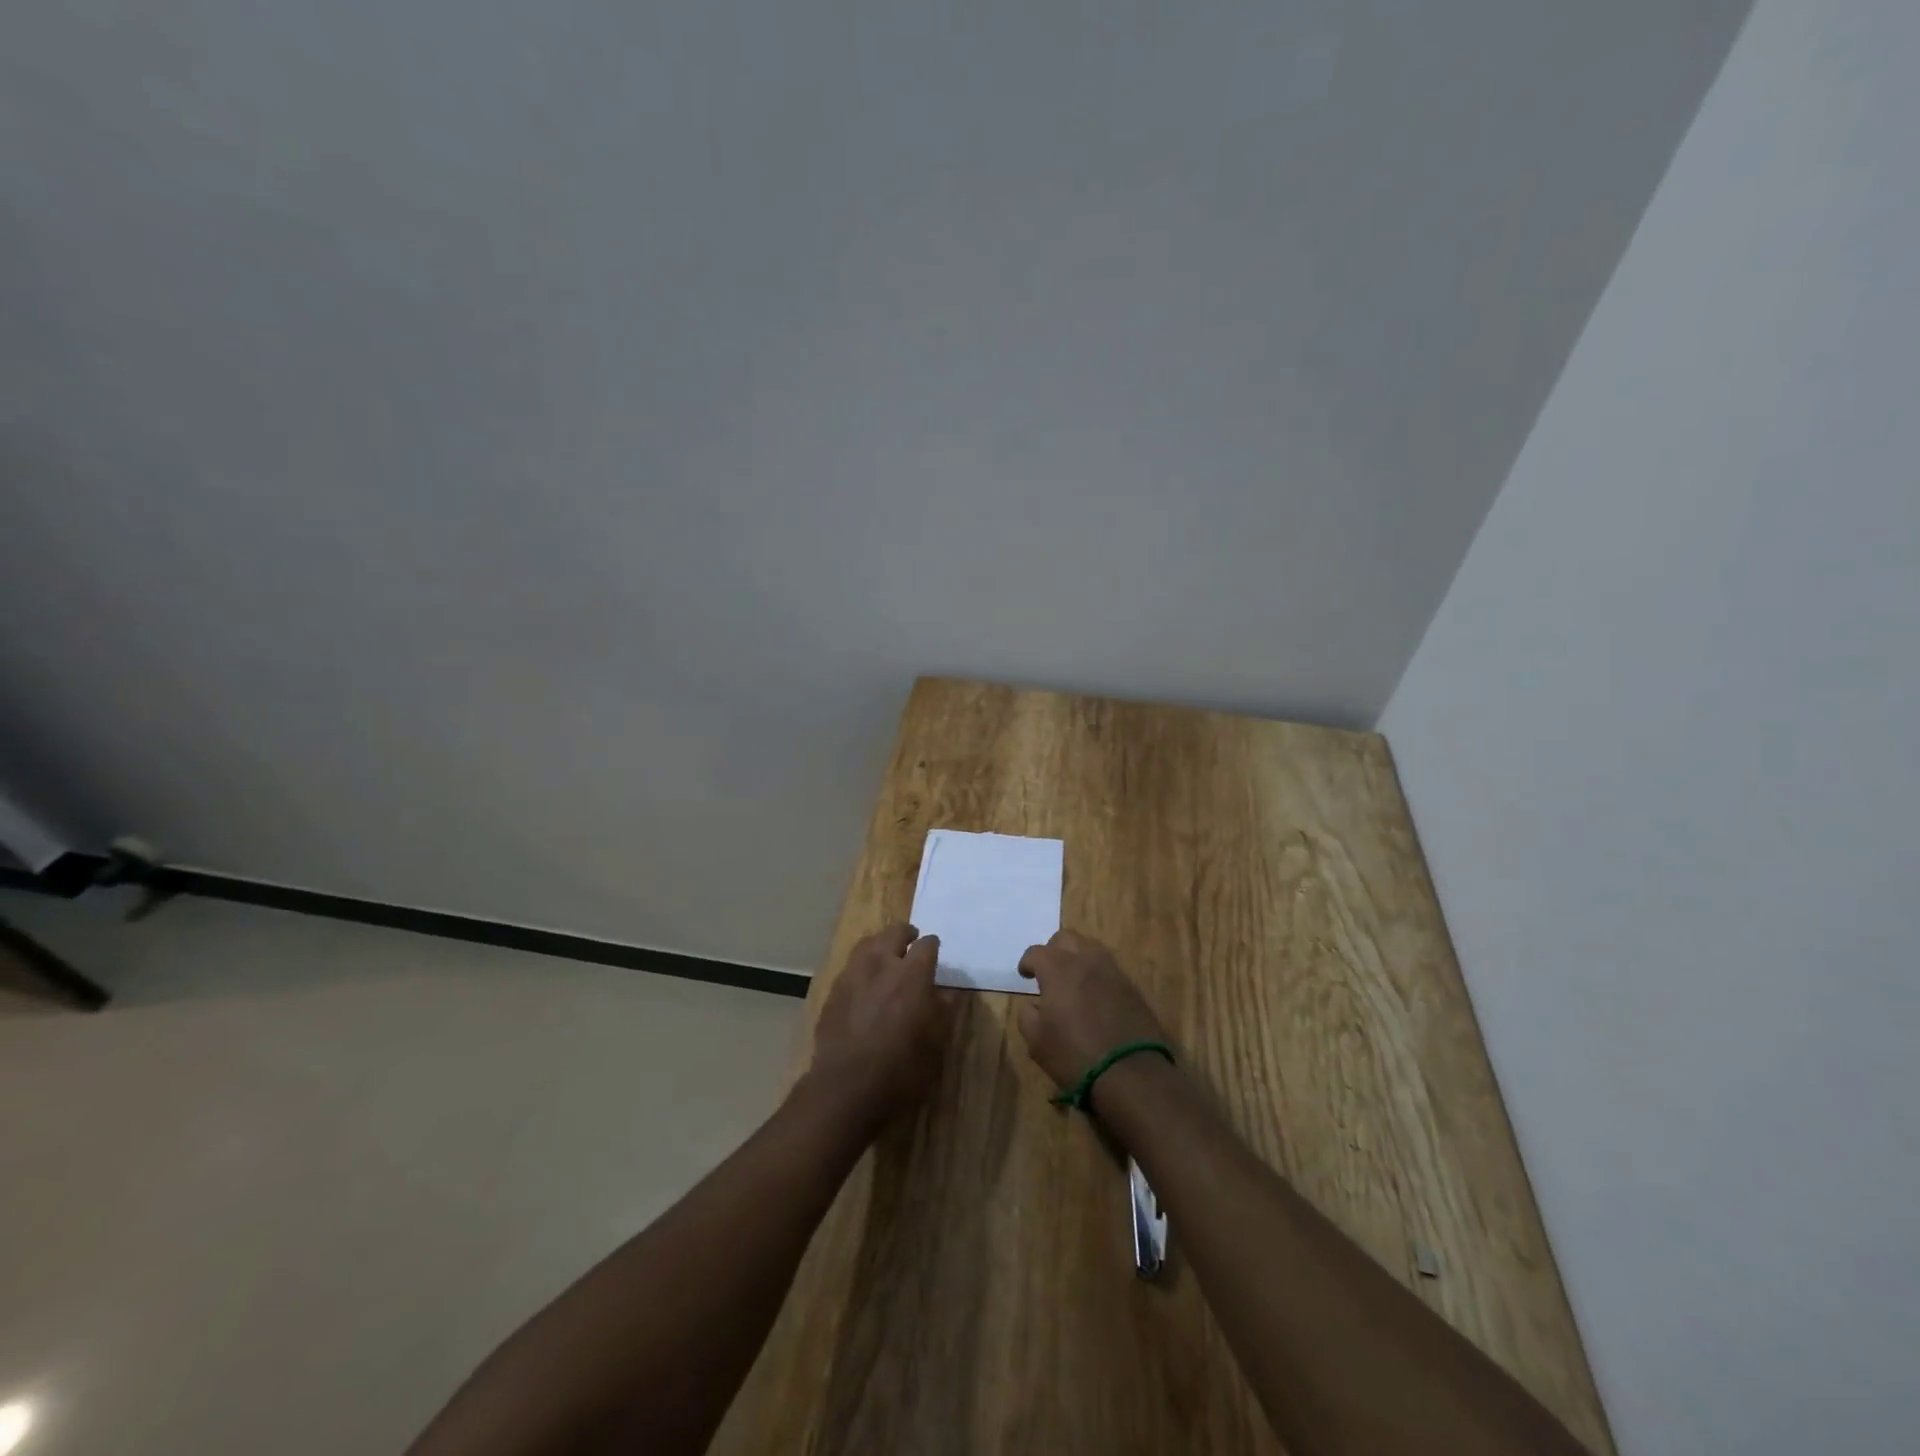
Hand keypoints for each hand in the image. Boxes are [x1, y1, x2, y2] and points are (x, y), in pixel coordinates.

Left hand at [809, 922, 955, 1126]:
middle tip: (911, 943)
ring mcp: (853, 975)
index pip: (927, 945)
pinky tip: (865, 981)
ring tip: (887, 954)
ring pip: (868, 943)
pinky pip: (851, 966)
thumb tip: (951, 991)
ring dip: (881, 944)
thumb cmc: (900, 1070)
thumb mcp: (935, 1044)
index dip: (933, 946)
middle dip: (906, 934)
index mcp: (912, 975)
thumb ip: (945, 1010)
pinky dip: (862, 965)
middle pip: (894, 933)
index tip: (936, 951)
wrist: (845, 1089)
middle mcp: (881, 965)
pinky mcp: (833, 991)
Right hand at [1015, 931, 1168, 1094]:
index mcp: (1058, 969)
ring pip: (1091, 947)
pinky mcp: (1131, 986)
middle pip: (1066, 938)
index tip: (1025, 975)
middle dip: (1053, 950)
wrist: (1130, 1073)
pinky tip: (1094, 994)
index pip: (1037, 952)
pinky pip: (1109, 967)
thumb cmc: (1074, 1055)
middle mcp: (1085, 960)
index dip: (1027, 962)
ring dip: (1078, 956)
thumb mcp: (1036, 1041)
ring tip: (1073, 978)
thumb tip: (1033, 1004)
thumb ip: (1027, 1015)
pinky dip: (1097, 973)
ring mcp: (1112, 971)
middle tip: (1048, 971)